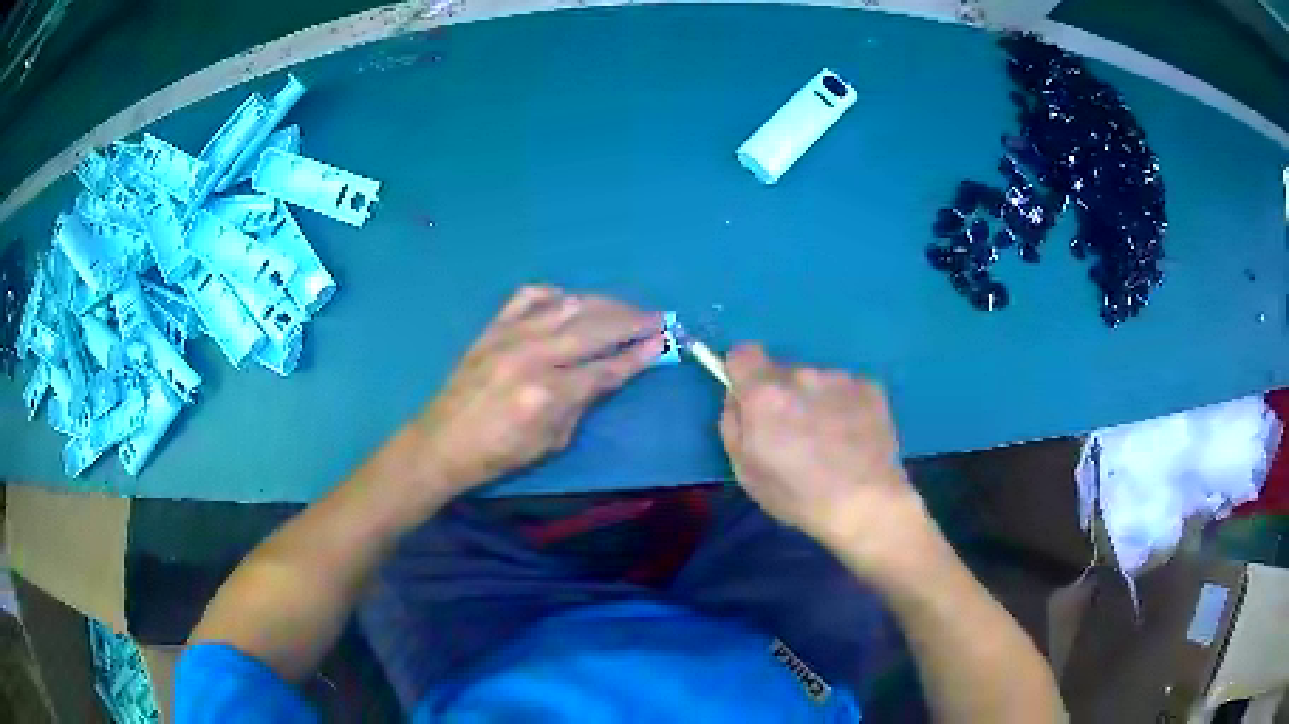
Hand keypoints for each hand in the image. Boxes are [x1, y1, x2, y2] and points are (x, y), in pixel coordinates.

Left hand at [413, 286, 664, 494]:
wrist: (442, 442)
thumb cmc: (499, 455)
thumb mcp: (551, 443)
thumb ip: (582, 404)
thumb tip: (610, 373)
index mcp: (548, 394)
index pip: (607, 367)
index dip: (639, 354)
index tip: (664, 340)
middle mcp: (532, 356)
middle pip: (594, 328)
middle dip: (632, 320)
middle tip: (657, 317)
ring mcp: (510, 335)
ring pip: (568, 305)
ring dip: (603, 303)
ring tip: (625, 308)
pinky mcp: (493, 327)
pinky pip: (530, 295)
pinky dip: (556, 293)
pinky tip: (571, 301)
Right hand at [719, 345, 935, 577]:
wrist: (866, 504)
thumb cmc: (797, 495)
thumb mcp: (744, 470)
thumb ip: (733, 424)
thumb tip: (738, 399)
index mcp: (764, 394)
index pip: (742, 353)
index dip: (742, 374)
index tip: (750, 399)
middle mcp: (801, 375)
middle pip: (782, 372)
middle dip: (782, 395)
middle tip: (794, 433)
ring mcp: (839, 378)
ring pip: (816, 381)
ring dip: (815, 400)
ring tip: (830, 441)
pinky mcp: (870, 387)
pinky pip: (846, 389)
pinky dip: (845, 406)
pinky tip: (853, 438)